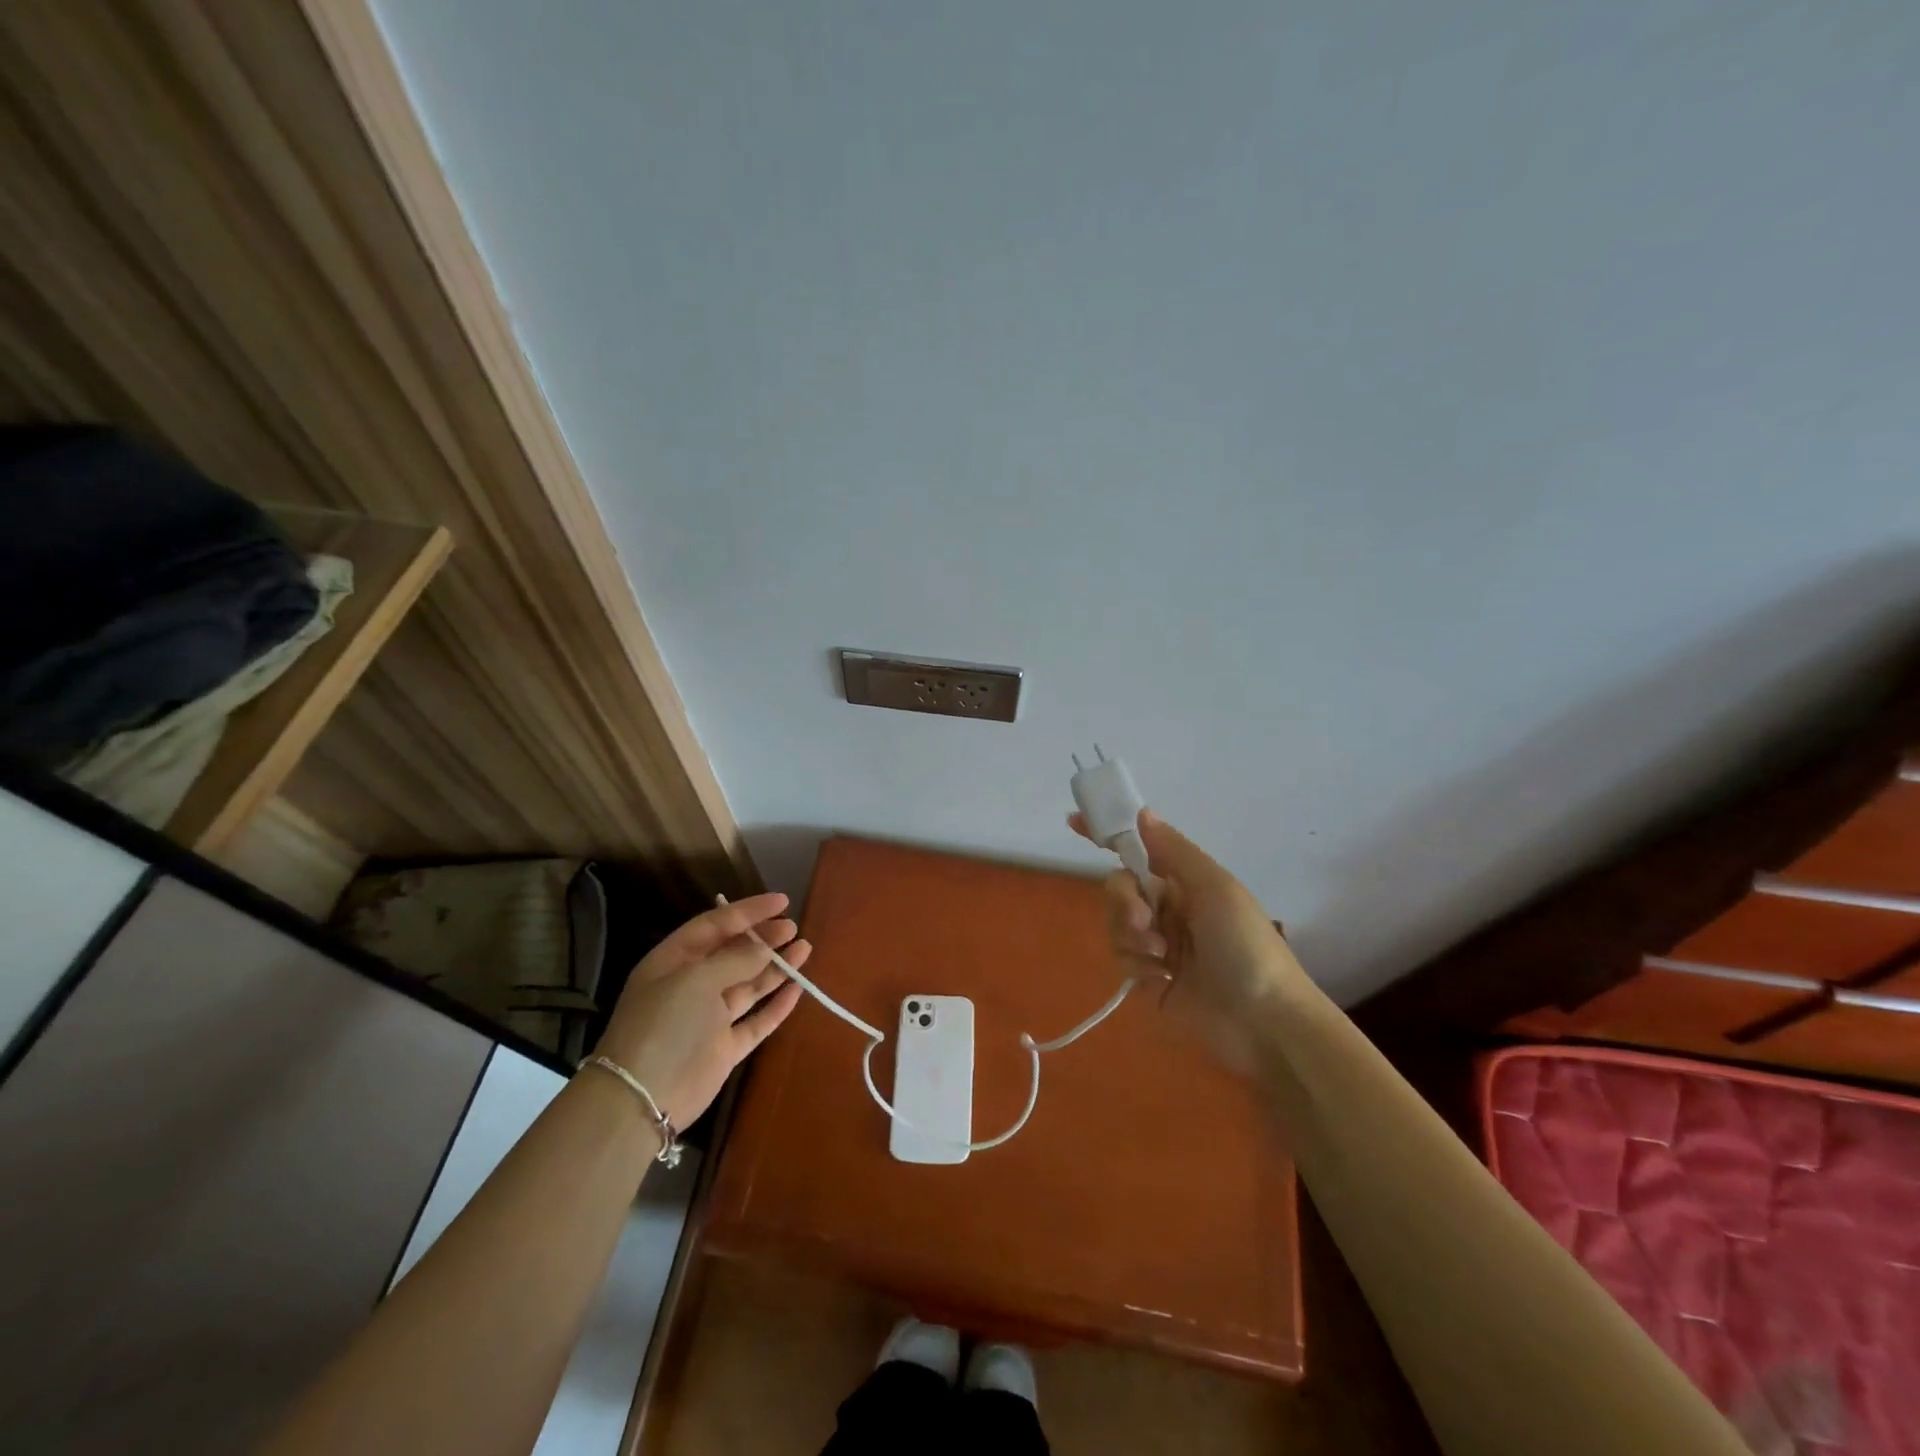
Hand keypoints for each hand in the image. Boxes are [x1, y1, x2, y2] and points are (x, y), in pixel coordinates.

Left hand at [591, 893, 808, 1129]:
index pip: (715, 925)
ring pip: (749, 985)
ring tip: (804, 949)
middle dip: (763, 939)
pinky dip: (776, 1005)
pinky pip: (756, 1021)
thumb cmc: (664, 1024)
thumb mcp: (697, 979)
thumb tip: (766, 947)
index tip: (782, 902)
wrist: (642, 1098)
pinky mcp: (724, 1049)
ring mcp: (709, 1019)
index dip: (748, 911)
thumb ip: (736, 959)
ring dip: (775, 968)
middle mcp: (691, 986)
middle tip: (793, 928)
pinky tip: (797, 989)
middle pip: (733, 954)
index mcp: (674, 961)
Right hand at [1070, 809, 1294, 1069]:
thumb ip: (1174, 851)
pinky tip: (1159, 979)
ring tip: (1161, 957)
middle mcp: (1169, 909)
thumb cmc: (1245, 945)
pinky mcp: (1148, 980)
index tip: (1073, 822)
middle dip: (1124, 901)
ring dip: (1132, 936)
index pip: (1139, 850)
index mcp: (1185, 882)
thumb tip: (1143, 812)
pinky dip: (1135, 966)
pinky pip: (1121, 960)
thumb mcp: (1215, 888)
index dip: (1107, 835)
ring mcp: (1158, 945)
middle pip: (1120, 888)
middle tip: (1144, 920)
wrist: (1264, 1021)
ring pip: (1115, 924)